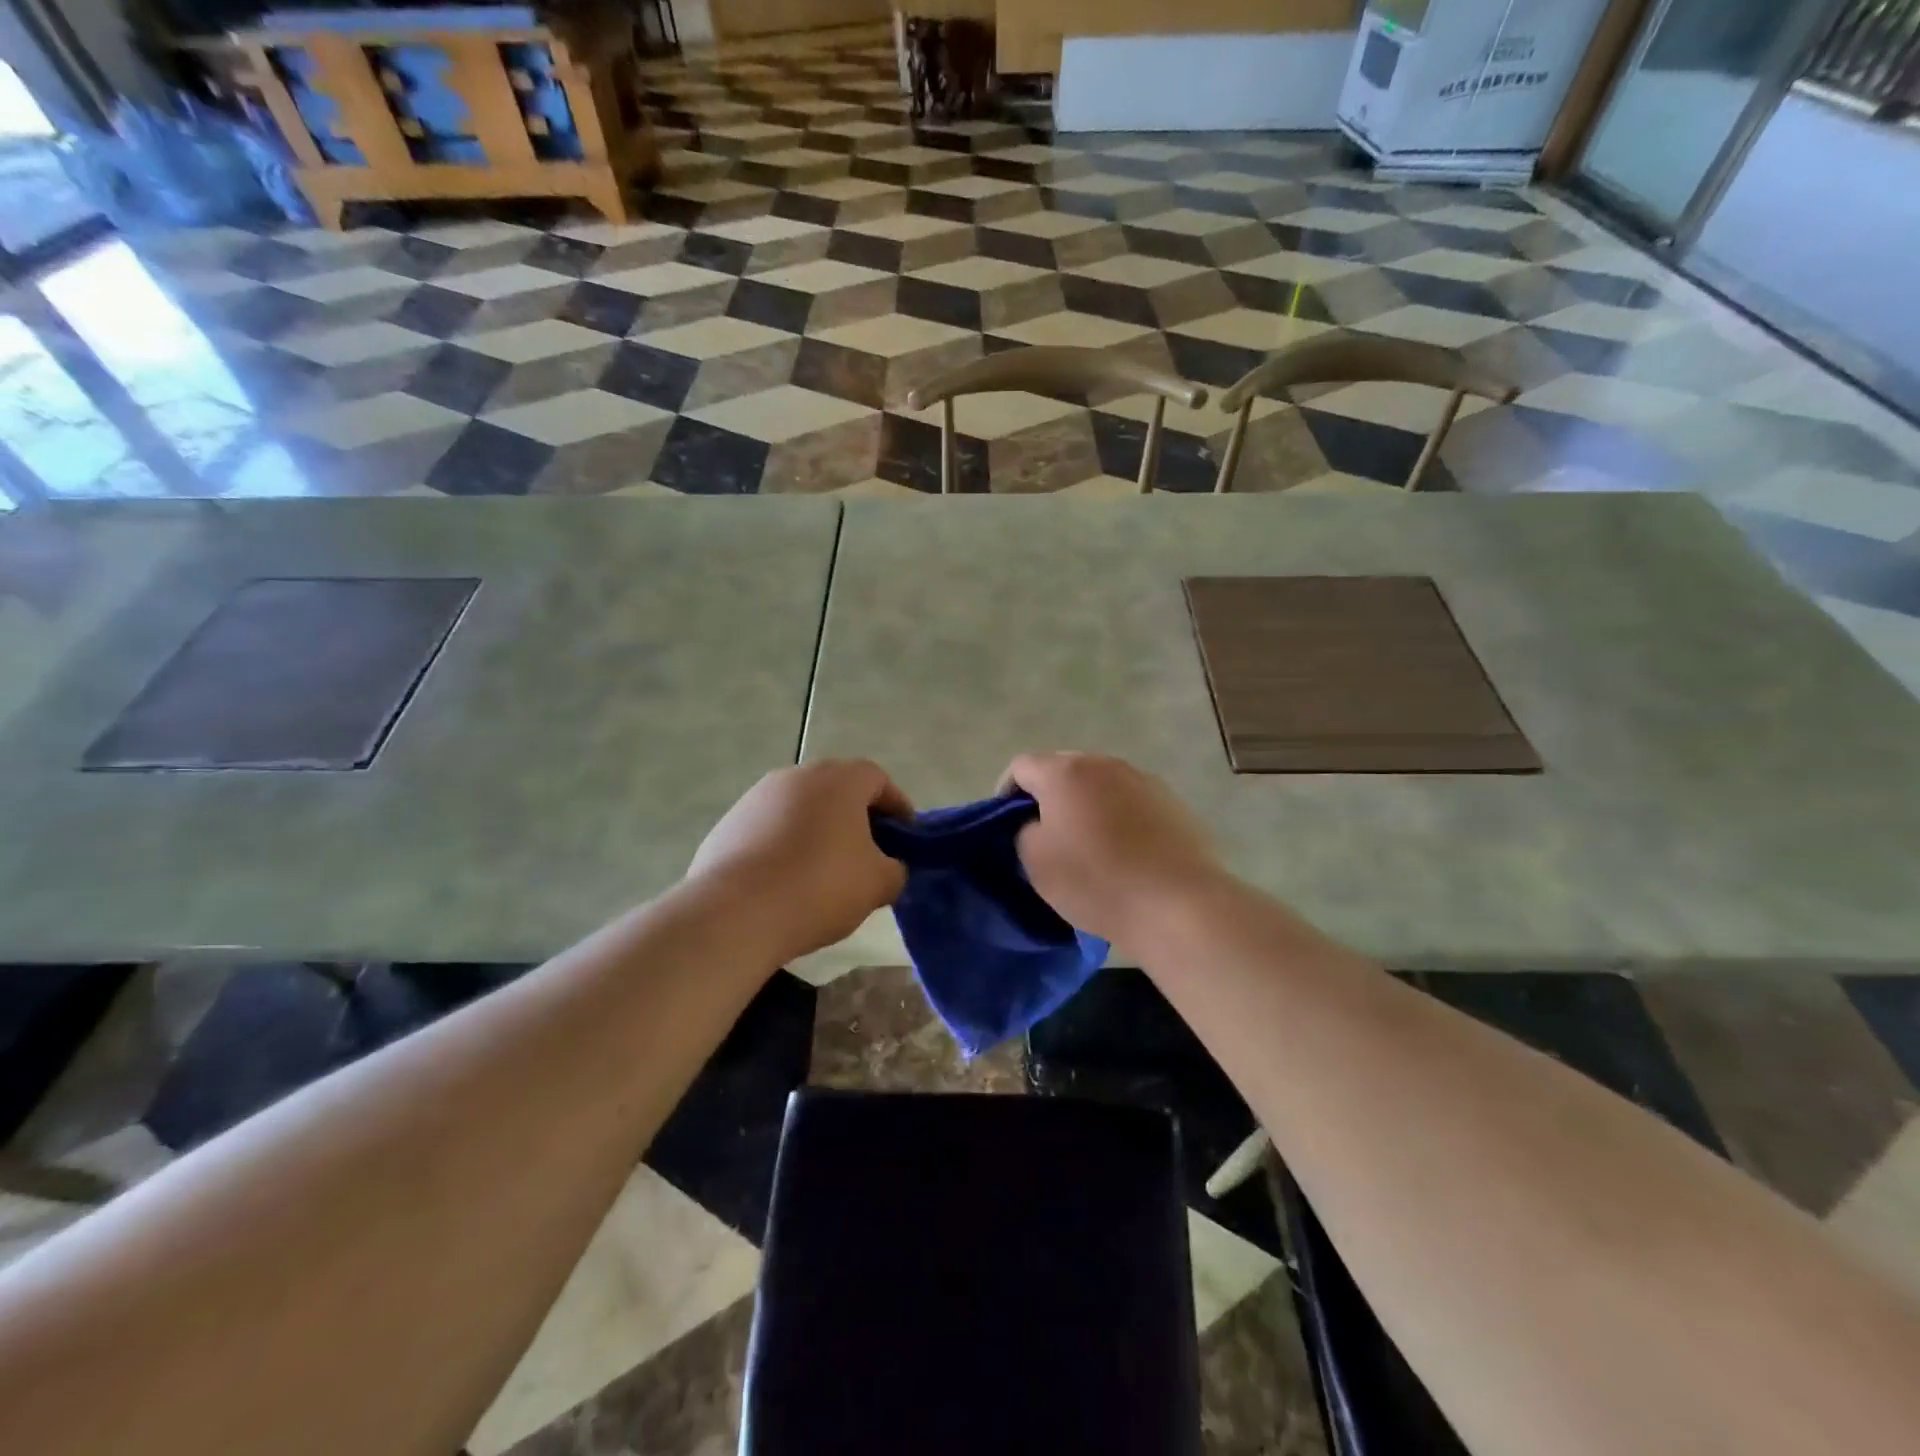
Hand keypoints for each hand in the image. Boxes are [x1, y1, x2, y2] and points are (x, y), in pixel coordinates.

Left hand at [687, 761, 912, 961]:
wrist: (735, 913)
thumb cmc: (820, 886)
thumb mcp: (878, 884)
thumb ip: (896, 869)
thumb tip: (889, 868)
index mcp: (839, 780)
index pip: (878, 780)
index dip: (897, 807)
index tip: (905, 839)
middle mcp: (797, 776)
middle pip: (837, 790)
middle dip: (856, 819)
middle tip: (869, 855)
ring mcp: (757, 797)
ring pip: (801, 808)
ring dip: (818, 832)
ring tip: (825, 872)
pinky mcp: (728, 823)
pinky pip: (770, 829)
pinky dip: (785, 846)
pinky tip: (786, 882)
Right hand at [1000, 752, 1228, 949]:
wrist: (1178, 904)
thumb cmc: (1096, 880)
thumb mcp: (1036, 862)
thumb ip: (1024, 831)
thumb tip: (1038, 823)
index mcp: (1066, 772)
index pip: (1021, 766)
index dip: (1006, 793)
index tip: (1006, 825)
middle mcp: (1105, 764)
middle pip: (1063, 769)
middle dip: (1048, 796)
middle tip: (1045, 834)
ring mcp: (1143, 780)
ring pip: (1100, 785)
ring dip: (1086, 805)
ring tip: (1087, 844)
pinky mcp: (1172, 802)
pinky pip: (1131, 802)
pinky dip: (1118, 818)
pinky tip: (1124, 851)